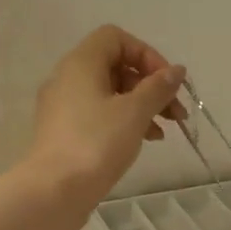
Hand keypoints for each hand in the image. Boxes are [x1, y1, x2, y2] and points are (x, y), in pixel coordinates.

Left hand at [27, 26, 185, 206]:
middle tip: (176, 112)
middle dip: (150, 85)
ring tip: (165, 131)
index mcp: (81, 63)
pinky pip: (99, 115)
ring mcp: (64, 107)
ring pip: (110, 93)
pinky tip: (144, 141)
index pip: (116, 38)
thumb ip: (158, 88)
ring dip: (142, 106)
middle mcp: (68, 78)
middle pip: (116, 66)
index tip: (167, 83)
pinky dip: (124, 122)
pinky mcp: (65, 132)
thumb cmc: (96, 144)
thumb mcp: (135, 112)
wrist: (54, 191)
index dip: (147, 55)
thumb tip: (176, 71)